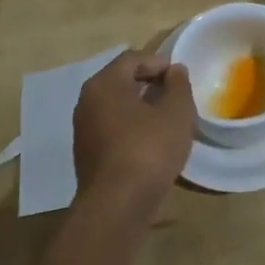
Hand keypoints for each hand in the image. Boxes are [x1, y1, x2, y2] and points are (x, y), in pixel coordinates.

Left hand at [72, 53, 195, 217]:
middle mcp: (87, 102)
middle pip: (121, 81)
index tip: (180, 76)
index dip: (159, 62)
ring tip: (168, 119)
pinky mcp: (87, 155)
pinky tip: (152, 142)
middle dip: (150, 84)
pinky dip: (132, 128)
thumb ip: (178, 85)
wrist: (117, 206)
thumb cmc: (149, 148)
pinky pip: (112, 129)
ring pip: (116, 107)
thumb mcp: (176, 112)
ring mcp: (84, 130)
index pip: (132, 59)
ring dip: (142, 107)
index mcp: (104, 84)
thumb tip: (175, 70)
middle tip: (176, 95)